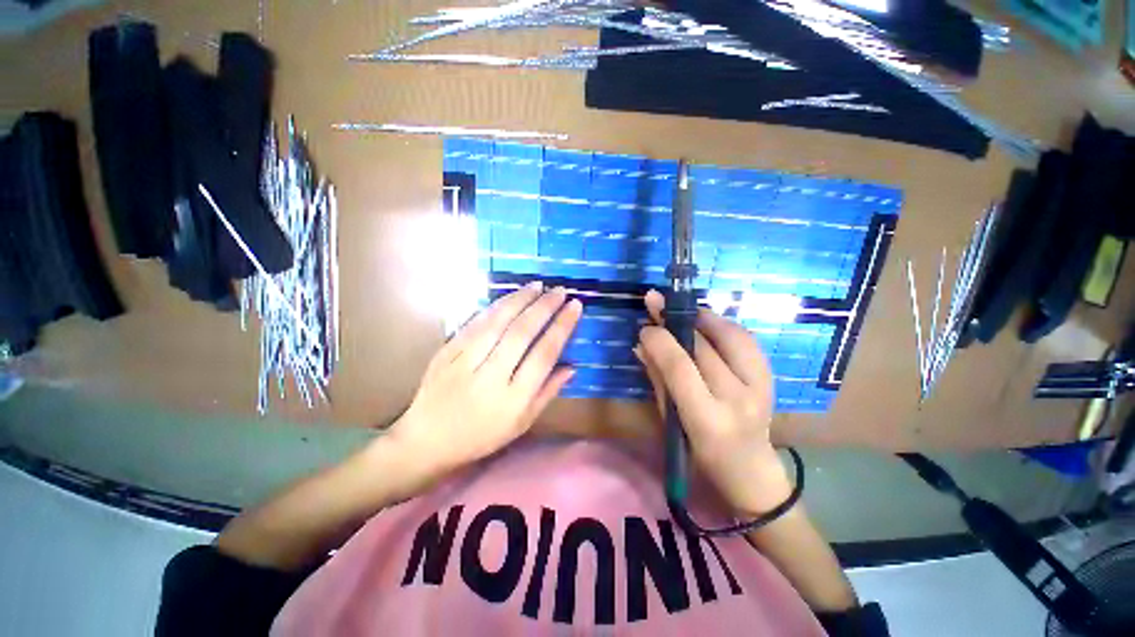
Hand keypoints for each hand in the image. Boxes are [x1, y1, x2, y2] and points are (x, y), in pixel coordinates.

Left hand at [389, 282, 581, 479]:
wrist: (426, 440)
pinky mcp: (447, 352)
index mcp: (513, 399)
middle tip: (560, 290)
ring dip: (520, 300)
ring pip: (497, 322)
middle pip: (522, 333)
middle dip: (544, 307)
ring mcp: (464, 362)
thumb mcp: (522, 424)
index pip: (544, 354)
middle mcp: (490, 377)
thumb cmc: (481, 436)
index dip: (562, 326)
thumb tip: (572, 367)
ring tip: (538, 286)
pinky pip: (475, 323)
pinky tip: (510, 297)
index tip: (575, 306)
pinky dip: (495, 307)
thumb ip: (548, 393)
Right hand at [635, 290, 790, 514]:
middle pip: (704, 347)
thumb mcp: (671, 422)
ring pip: (732, 336)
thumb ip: (658, 380)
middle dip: (675, 320)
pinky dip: (725, 325)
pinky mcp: (770, 379)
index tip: (644, 328)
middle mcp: (738, 399)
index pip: (680, 367)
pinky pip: (747, 340)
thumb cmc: (700, 455)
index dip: (660, 341)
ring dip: (703, 316)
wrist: (751, 471)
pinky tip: (707, 321)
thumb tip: (641, 345)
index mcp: (707, 419)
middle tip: (656, 303)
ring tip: (682, 308)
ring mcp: (760, 387)